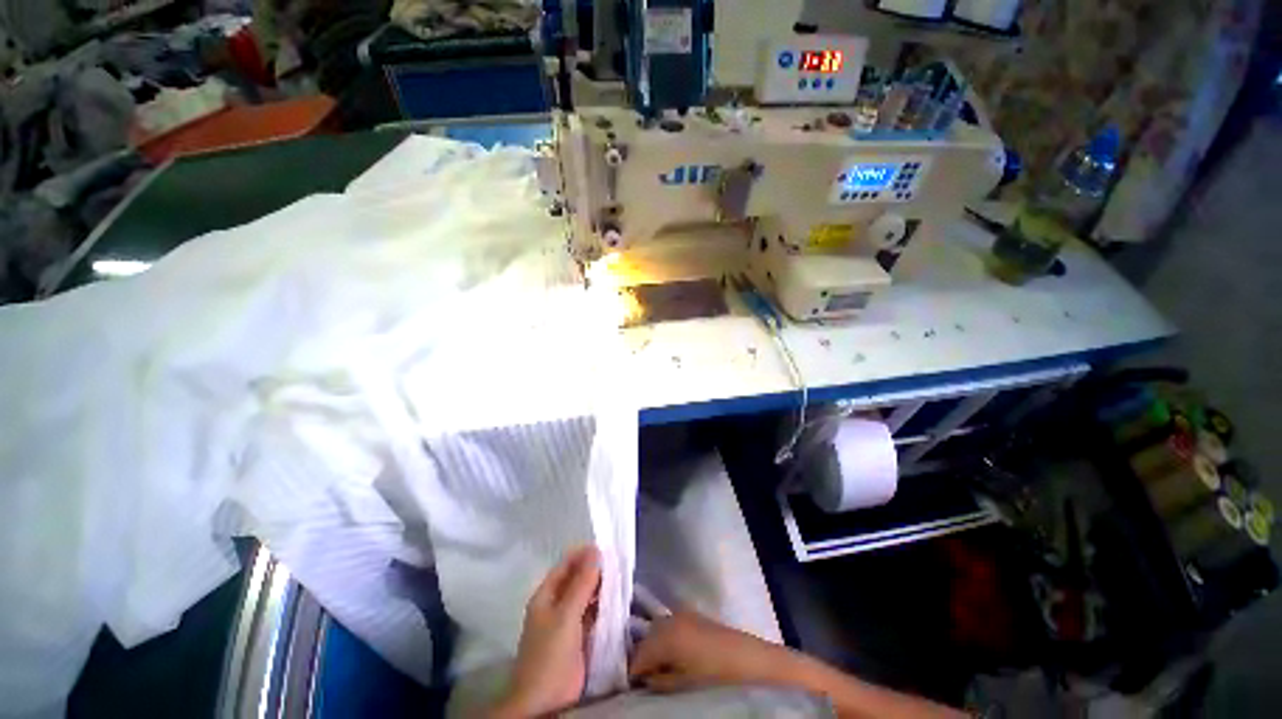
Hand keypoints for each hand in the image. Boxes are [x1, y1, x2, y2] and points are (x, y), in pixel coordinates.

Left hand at [493, 546, 601, 717]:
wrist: (546, 700)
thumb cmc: (550, 652)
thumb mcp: (566, 614)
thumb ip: (582, 583)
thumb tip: (596, 551)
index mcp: (546, 595)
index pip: (565, 565)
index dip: (583, 554)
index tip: (605, 548)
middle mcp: (556, 604)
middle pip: (577, 579)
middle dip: (595, 570)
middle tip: (618, 562)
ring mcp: (567, 621)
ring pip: (586, 595)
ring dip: (601, 587)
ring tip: (621, 577)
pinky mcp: (579, 636)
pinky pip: (592, 613)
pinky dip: (603, 605)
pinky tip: (617, 600)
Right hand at [629, 610, 796, 692]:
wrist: (756, 665)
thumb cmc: (718, 679)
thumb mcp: (682, 687)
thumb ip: (658, 681)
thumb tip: (642, 680)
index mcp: (666, 634)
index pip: (637, 655)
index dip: (631, 674)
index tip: (631, 691)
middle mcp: (671, 617)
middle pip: (646, 639)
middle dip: (643, 659)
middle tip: (645, 684)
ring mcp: (685, 614)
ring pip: (658, 632)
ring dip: (655, 650)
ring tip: (660, 674)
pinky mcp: (697, 616)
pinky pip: (672, 628)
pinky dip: (669, 643)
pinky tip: (677, 661)